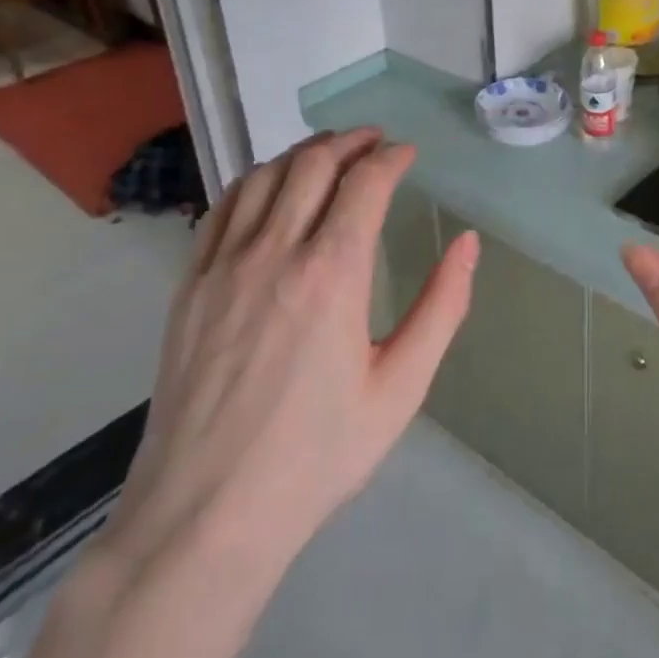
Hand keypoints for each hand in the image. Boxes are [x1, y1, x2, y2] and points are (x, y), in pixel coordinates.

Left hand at [99, 126, 478, 610]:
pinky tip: (270, 188)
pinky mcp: (190, 286)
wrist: (206, 515)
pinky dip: (254, 181)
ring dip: (302, 153)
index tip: (408, 154)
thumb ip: (442, 308)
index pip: (365, 183)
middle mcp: (275, 253)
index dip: (391, 158)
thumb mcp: (401, 388)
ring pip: (263, 176)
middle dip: (350, 142)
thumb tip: (468, 243)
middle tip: (375, 142)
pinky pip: (222, 209)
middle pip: (313, 165)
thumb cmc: (317, 455)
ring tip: (328, 153)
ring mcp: (224, 266)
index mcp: (333, 274)